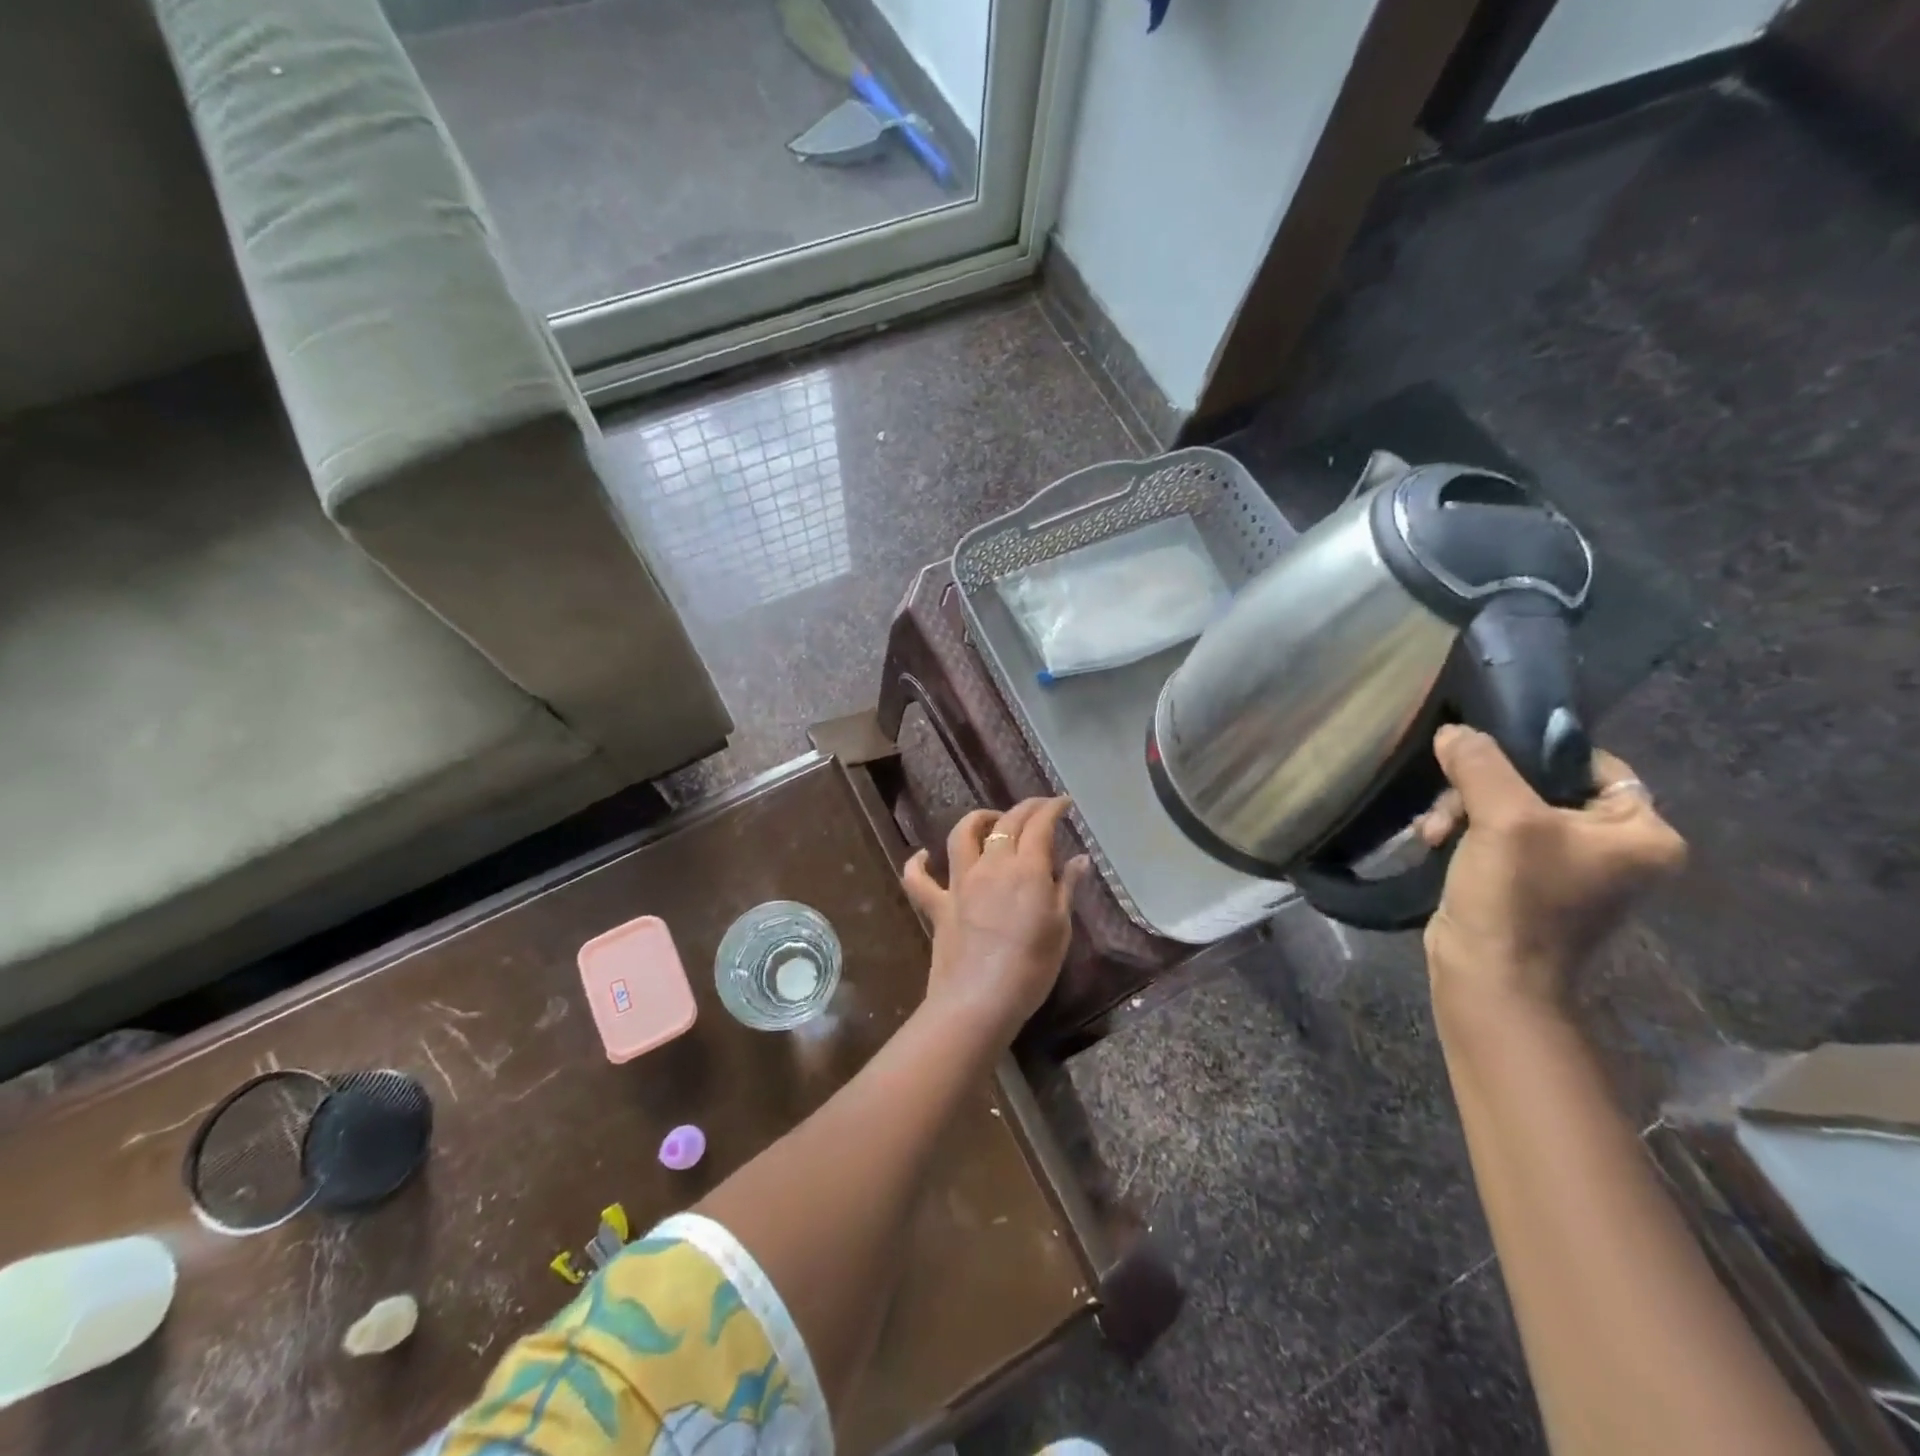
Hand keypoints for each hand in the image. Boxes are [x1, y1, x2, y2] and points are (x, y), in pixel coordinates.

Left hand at [902, 797, 1089, 1047]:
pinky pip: (918, 880)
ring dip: (977, 820)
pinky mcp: (937, 906)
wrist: (980, 1000)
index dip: (1052, 808)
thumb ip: (1067, 888)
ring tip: (992, 822)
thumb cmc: (1032, 968)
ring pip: (961, 835)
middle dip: (1025, 808)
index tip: (1063, 803)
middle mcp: (991, 866)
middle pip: (1006, 823)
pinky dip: (918, 864)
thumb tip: (1079, 859)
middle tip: (1039, 808)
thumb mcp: (1060, 927)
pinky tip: (923, 856)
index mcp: (1026, 869)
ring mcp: (960, 883)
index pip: (1039, 825)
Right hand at [1417, 725, 1685, 1013]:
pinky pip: (1493, 836)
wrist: (1491, 979)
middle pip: (1539, 785)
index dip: (1536, 753)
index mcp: (1641, 834)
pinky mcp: (1525, 884)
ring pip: (1507, 809)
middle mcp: (1613, 849)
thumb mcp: (1502, 819)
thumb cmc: (1517, 898)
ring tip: (1433, 832)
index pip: (1593, 764)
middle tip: (1449, 807)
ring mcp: (1567, 869)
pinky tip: (1433, 842)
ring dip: (1461, 812)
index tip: (1485, 756)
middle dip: (1481, 791)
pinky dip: (1461, 834)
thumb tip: (1454, 730)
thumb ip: (1481, 764)